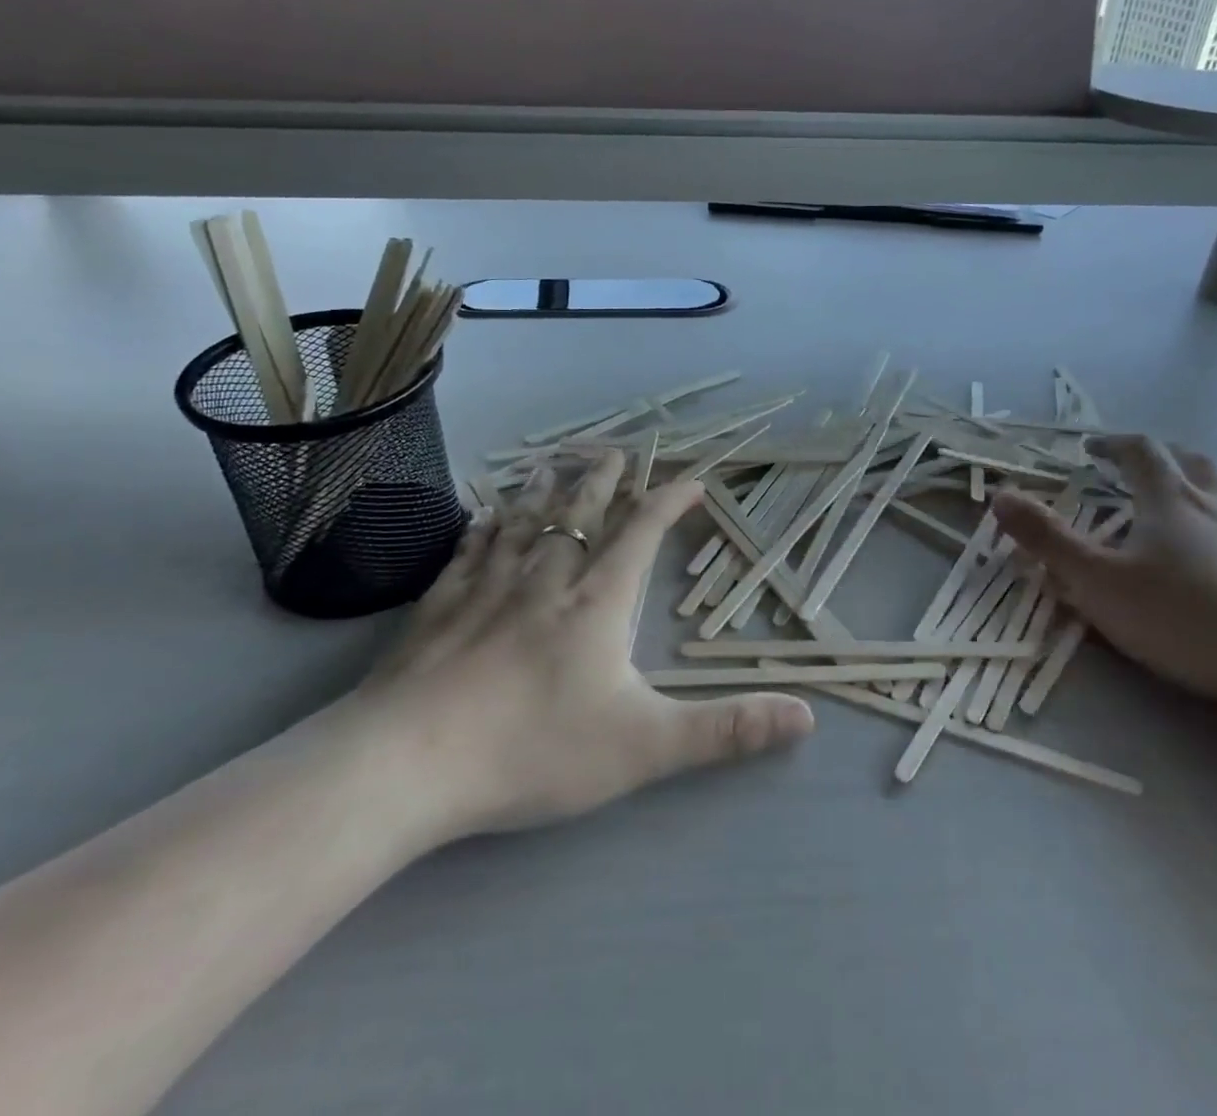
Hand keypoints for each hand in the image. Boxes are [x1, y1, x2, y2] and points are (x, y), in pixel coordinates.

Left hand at [348, 451, 815, 851]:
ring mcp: (488, 587)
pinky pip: (470, 549)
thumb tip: (806, 715)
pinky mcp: (440, 605)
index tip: (693, 481)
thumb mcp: (645, 747)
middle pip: (581, 513)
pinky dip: (483, 526)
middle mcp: (546, 579)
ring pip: (524, 522)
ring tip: (557, 464)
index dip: (670, 501)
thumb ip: (725, 731)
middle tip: (617, 453)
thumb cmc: (534, 749)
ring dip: (546, 491)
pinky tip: (483, 514)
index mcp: (598, 602)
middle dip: (604, 481)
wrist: (410, 764)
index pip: (642, 533)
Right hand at [992, 436, 1216, 792]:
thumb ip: (1046, 539)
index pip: (1139, 451)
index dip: (1112, 444)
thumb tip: (1000, 494)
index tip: (1090, 449)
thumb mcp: (1097, 583)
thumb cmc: (1183, 620)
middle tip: (1137, 464)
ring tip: (1189, 489)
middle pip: (1190, 460)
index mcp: (1169, 500)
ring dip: (1204, 479)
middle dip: (1159, 455)